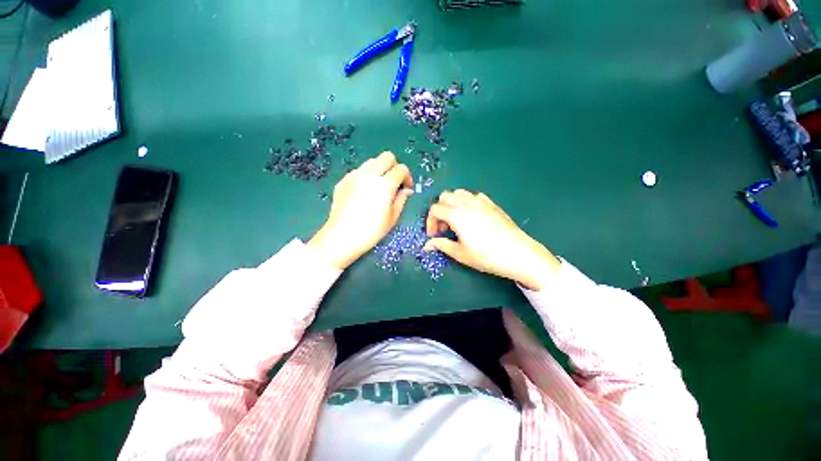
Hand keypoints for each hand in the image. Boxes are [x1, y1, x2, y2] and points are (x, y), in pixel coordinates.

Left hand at [308, 152, 413, 269]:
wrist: (342, 236)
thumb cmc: (371, 231)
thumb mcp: (392, 217)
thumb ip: (402, 199)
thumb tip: (407, 190)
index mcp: (384, 185)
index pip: (401, 169)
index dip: (407, 177)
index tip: (406, 188)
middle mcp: (369, 175)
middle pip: (387, 156)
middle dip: (394, 166)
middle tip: (394, 182)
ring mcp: (354, 175)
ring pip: (372, 161)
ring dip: (380, 169)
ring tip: (379, 187)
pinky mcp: (344, 180)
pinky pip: (359, 171)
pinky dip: (366, 176)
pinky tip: (364, 193)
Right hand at [423, 190, 560, 290]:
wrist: (518, 253)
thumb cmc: (486, 256)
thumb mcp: (460, 253)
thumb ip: (441, 245)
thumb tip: (427, 245)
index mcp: (456, 214)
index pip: (435, 209)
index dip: (430, 222)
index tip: (433, 235)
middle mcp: (467, 202)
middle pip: (444, 197)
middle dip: (439, 210)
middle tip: (443, 228)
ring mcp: (481, 201)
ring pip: (459, 193)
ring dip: (452, 204)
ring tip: (456, 221)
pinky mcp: (491, 204)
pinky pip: (473, 196)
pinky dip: (466, 202)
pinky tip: (471, 217)